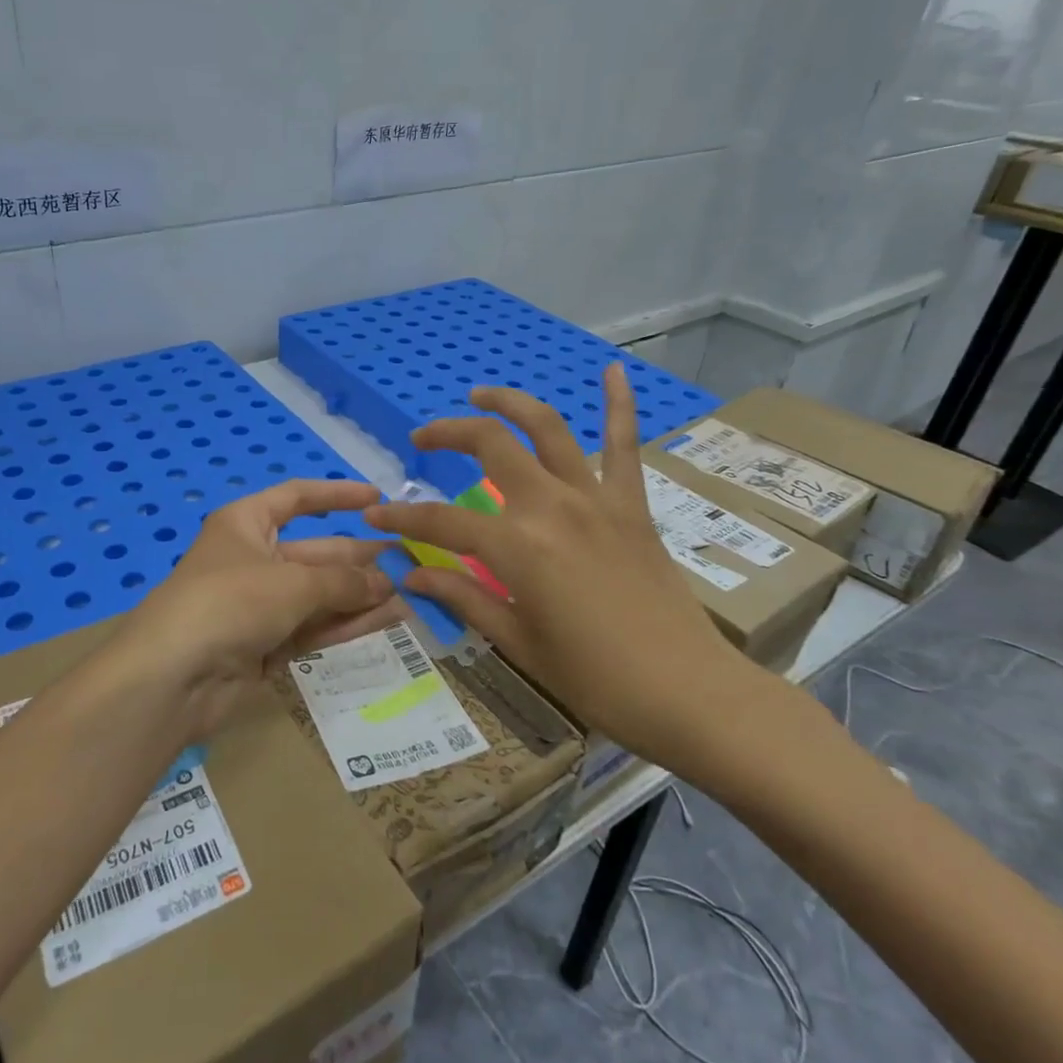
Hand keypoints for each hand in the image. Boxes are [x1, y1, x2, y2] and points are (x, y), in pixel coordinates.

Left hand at [116, 478, 398, 738]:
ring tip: (409, 595)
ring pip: (320, 594)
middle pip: (316, 552)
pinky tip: (387, 621)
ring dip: (360, 595)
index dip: (337, 495)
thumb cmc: (230, 602)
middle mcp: (253, 559)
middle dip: (359, 558)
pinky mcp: (265, 646)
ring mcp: (259, 605)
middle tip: (408, 563)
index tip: (378, 499)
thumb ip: (344, 581)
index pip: (297, 498)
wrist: (173, 677)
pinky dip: (346, 624)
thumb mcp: (292, 583)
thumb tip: (386, 583)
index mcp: (246, 524)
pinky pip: (314, 627)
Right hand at [362, 363, 777, 779]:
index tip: (375, 517)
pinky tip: (612, 370)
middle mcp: (552, 506)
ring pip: (548, 429)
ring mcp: (596, 499)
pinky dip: (619, 404)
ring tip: (481, 394)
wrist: (688, 692)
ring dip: (510, 403)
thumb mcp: (518, 642)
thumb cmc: (595, 680)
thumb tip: (410, 576)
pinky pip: (625, 444)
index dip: (402, 518)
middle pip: (490, 446)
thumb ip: (463, 598)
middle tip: (422, 440)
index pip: (442, 522)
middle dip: (447, 434)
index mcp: (517, 547)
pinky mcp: (631, 505)